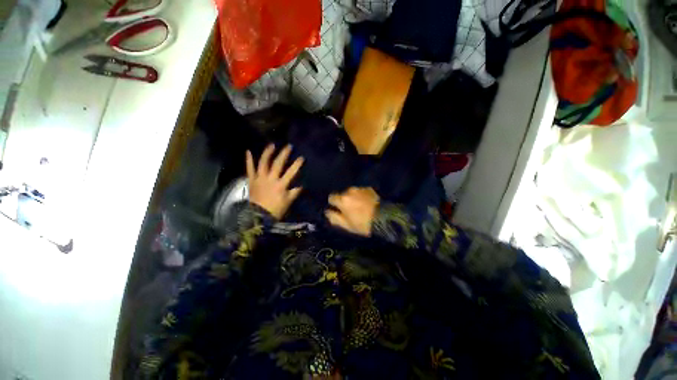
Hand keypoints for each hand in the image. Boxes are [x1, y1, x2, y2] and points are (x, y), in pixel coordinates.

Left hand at [247, 144, 303, 219]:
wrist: (259, 216)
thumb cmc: (275, 209)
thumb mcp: (288, 201)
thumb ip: (294, 192)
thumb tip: (301, 185)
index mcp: (281, 185)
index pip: (291, 172)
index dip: (296, 164)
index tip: (301, 158)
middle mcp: (270, 179)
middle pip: (278, 164)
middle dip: (284, 154)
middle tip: (289, 146)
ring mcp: (260, 178)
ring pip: (263, 163)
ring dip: (268, 153)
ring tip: (272, 145)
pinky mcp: (252, 180)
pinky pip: (250, 169)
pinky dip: (249, 160)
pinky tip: (248, 151)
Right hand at [326, 187, 378, 236]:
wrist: (384, 218)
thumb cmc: (363, 224)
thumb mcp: (346, 225)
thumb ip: (334, 218)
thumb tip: (327, 212)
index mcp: (342, 200)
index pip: (331, 198)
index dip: (334, 204)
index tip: (339, 210)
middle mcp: (349, 191)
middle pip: (342, 195)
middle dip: (344, 201)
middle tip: (351, 210)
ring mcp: (360, 189)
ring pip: (352, 193)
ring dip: (353, 197)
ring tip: (360, 206)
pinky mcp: (369, 188)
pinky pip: (361, 192)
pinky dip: (361, 196)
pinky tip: (367, 203)